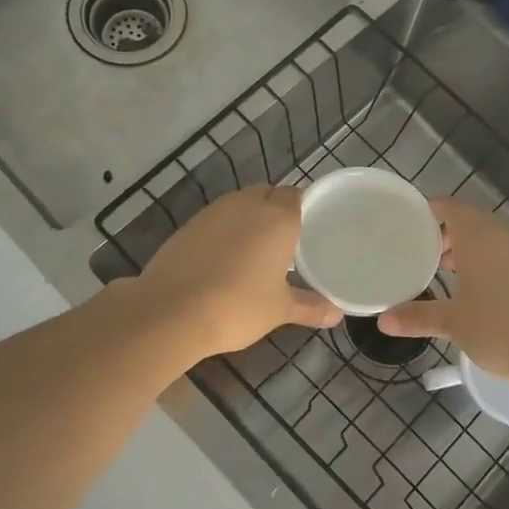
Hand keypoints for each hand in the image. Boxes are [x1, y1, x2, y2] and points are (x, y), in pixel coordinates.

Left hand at [136, 186, 341, 359]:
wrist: (171, 311)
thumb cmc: (237, 306)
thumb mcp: (279, 310)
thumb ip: (310, 307)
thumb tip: (337, 314)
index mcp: (277, 218)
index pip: (298, 196)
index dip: (306, 208)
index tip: (313, 228)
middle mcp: (246, 205)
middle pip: (269, 194)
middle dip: (278, 210)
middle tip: (288, 241)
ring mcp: (213, 212)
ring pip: (240, 205)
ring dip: (250, 219)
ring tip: (257, 250)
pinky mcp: (188, 226)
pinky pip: (216, 220)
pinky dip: (225, 232)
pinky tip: (225, 259)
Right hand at [378, 198, 508, 383]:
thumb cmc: (498, 330)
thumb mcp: (452, 323)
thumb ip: (417, 317)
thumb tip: (383, 322)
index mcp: (478, 237)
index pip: (450, 208)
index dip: (430, 212)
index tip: (411, 225)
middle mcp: (505, 236)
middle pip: (472, 220)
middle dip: (449, 233)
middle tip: (427, 254)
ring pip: (494, 238)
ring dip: (472, 248)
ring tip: (452, 273)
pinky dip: (493, 262)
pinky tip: (485, 292)